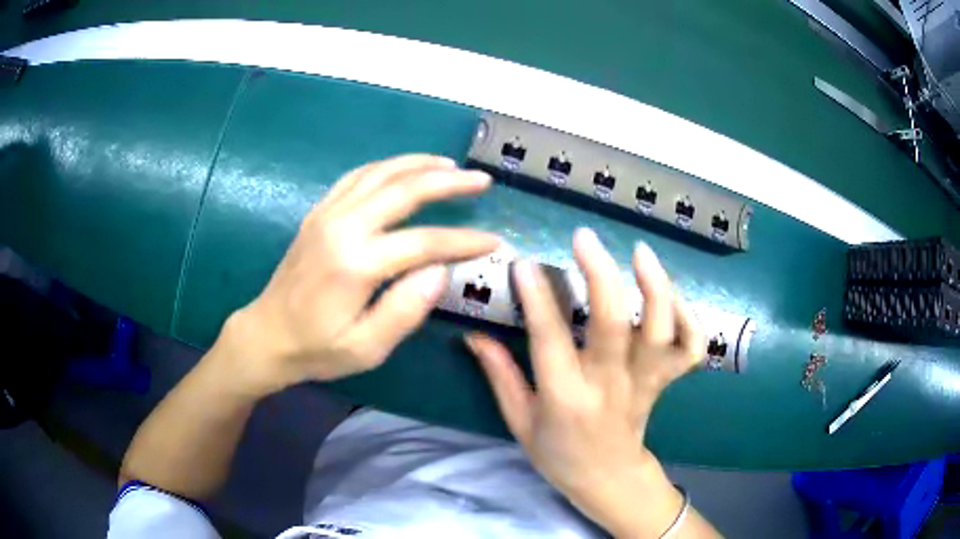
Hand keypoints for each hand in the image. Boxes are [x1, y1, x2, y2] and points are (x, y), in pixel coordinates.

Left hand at [219, 155, 498, 397]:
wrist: (266, 335)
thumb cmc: (317, 349)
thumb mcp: (365, 349)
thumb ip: (404, 311)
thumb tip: (440, 271)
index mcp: (355, 263)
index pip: (424, 242)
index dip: (464, 241)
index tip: (494, 241)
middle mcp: (342, 226)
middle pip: (404, 189)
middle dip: (449, 182)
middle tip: (481, 180)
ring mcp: (327, 214)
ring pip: (380, 172)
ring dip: (419, 164)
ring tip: (450, 165)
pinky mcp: (318, 213)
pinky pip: (357, 176)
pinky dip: (386, 166)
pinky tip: (404, 169)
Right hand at [466, 228, 705, 536]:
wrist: (608, 479)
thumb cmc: (558, 454)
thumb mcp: (519, 422)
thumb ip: (500, 375)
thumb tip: (473, 334)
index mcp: (565, 398)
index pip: (550, 340)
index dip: (536, 297)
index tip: (524, 262)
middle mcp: (609, 385)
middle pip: (613, 324)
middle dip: (600, 274)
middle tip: (584, 238)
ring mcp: (644, 383)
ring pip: (660, 331)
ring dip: (655, 286)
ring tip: (639, 251)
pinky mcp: (666, 382)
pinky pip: (690, 347)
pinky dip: (689, 317)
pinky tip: (672, 294)